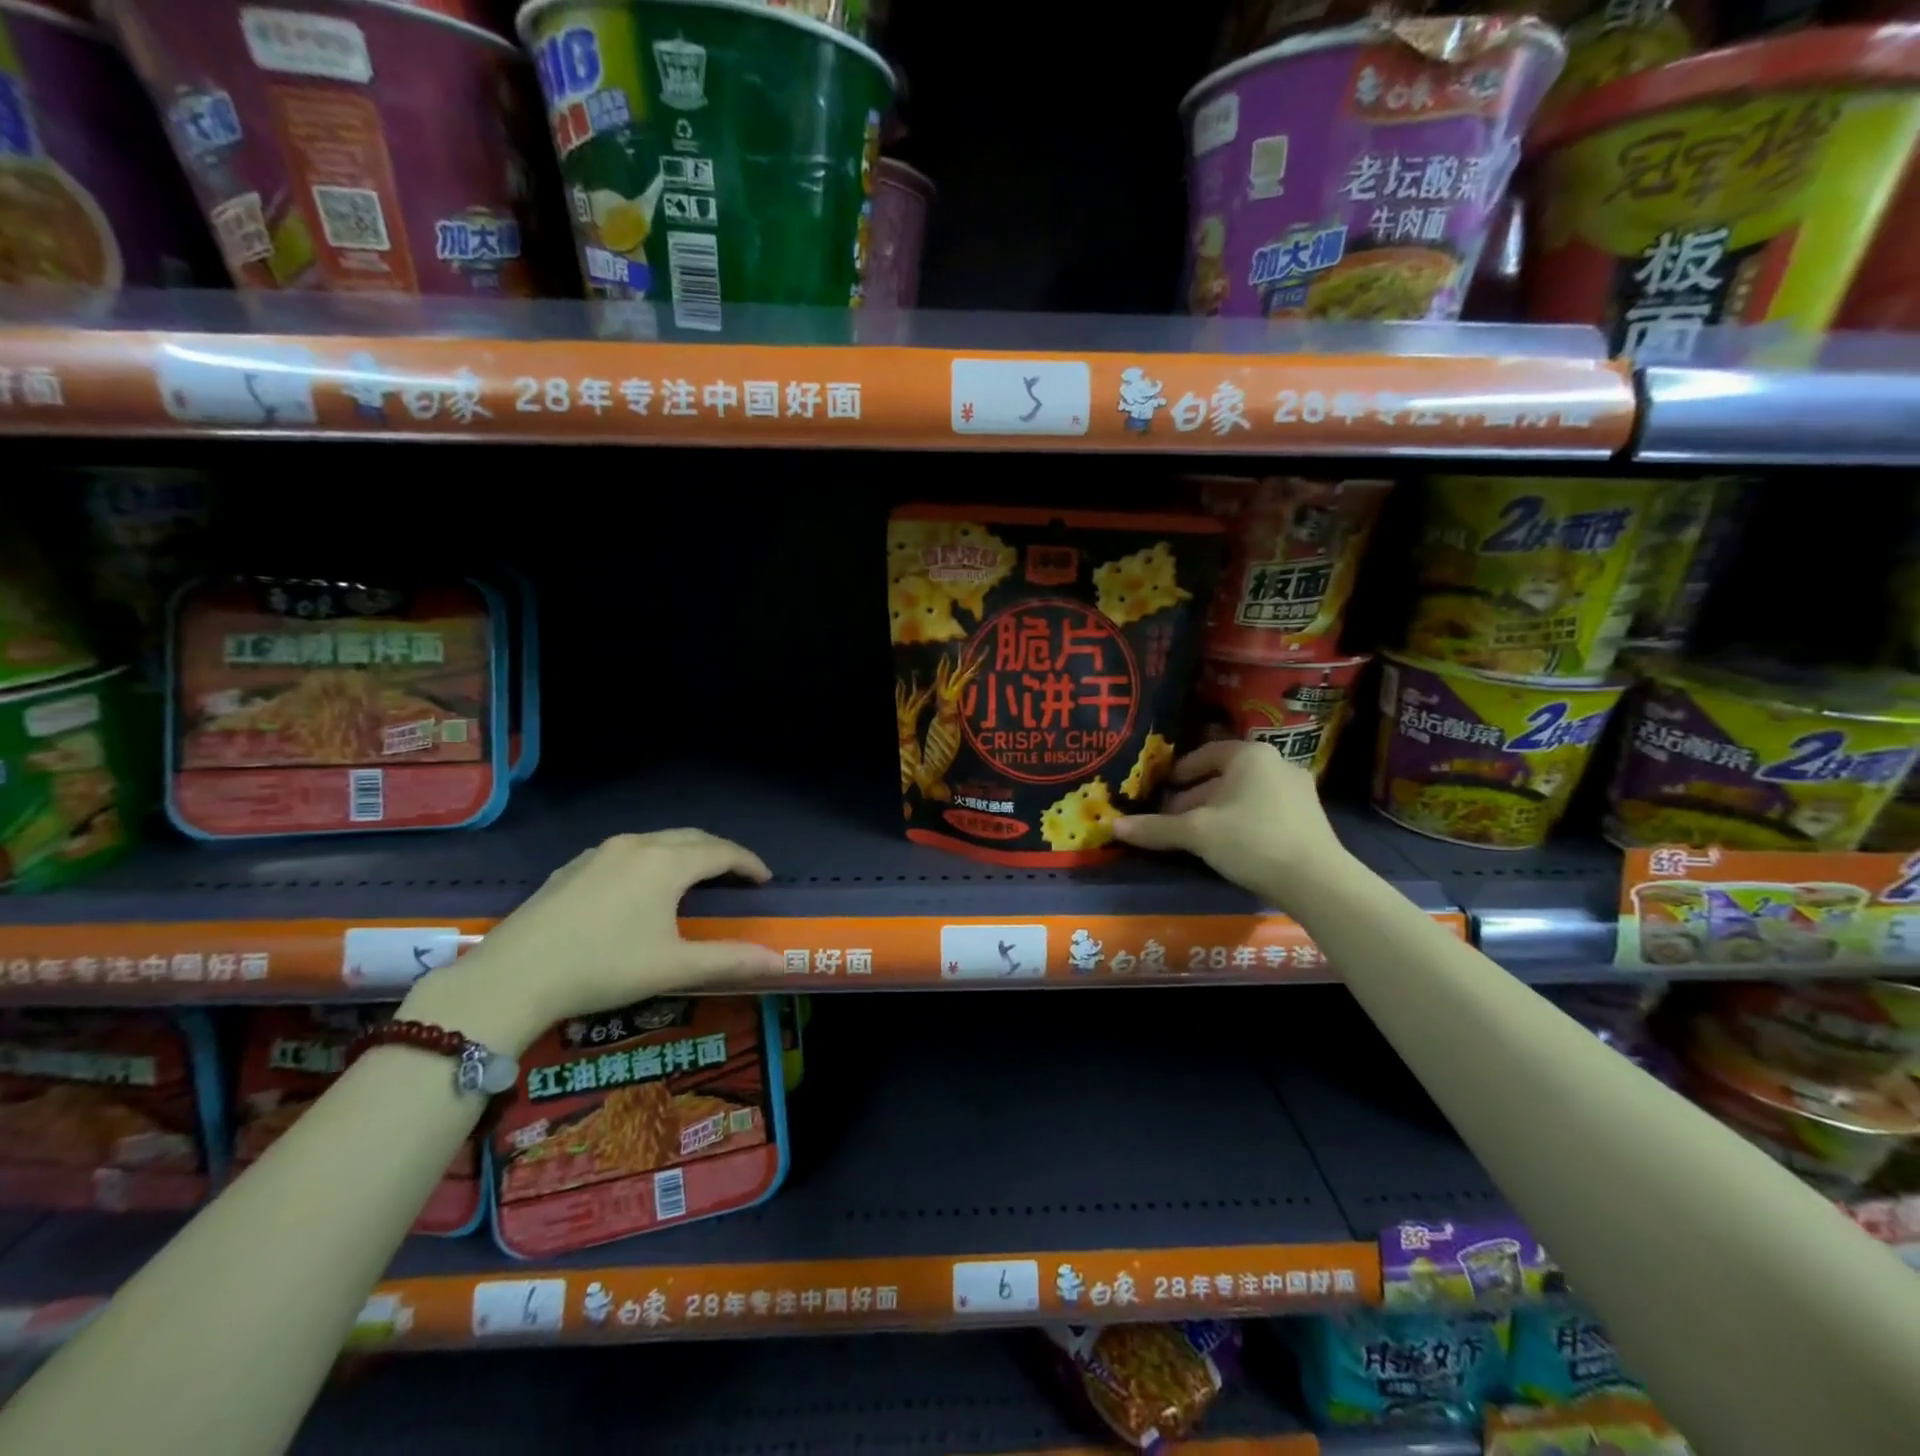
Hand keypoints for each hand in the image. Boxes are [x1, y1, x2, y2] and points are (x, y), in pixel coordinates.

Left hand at [400, 829, 781, 1052]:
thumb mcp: (674, 967)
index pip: (722, 852)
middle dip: (720, 853)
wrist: (513, 976)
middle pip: (692, 838)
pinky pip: (626, 852)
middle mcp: (637, 845)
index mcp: (667, 863)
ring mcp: (600, 852)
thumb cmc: (604, 968)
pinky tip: (641, 888)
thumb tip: (781, 963)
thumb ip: (731, 960)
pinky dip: (651, 860)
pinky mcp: (573, 866)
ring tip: (695, 879)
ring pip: (657, 841)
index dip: (748, 863)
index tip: (765, 880)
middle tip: (736, 876)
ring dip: (684, 853)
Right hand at [1114, 741, 1354, 910]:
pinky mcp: (1308, 818)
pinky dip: (1240, 822)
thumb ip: (1156, 828)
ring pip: (1243, 795)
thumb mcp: (1196, 833)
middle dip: (1194, 797)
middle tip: (1170, 819)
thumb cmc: (1251, 840)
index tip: (1160, 789)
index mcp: (1250, 755)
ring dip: (1216, 812)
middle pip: (1223, 777)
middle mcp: (1277, 764)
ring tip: (1194, 836)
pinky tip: (1228, 846)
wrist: (1317, 881)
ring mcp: (1297, 791)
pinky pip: (1263, 811)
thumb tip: (1113, 826)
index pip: (1205, 753)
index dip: (1179, 772)